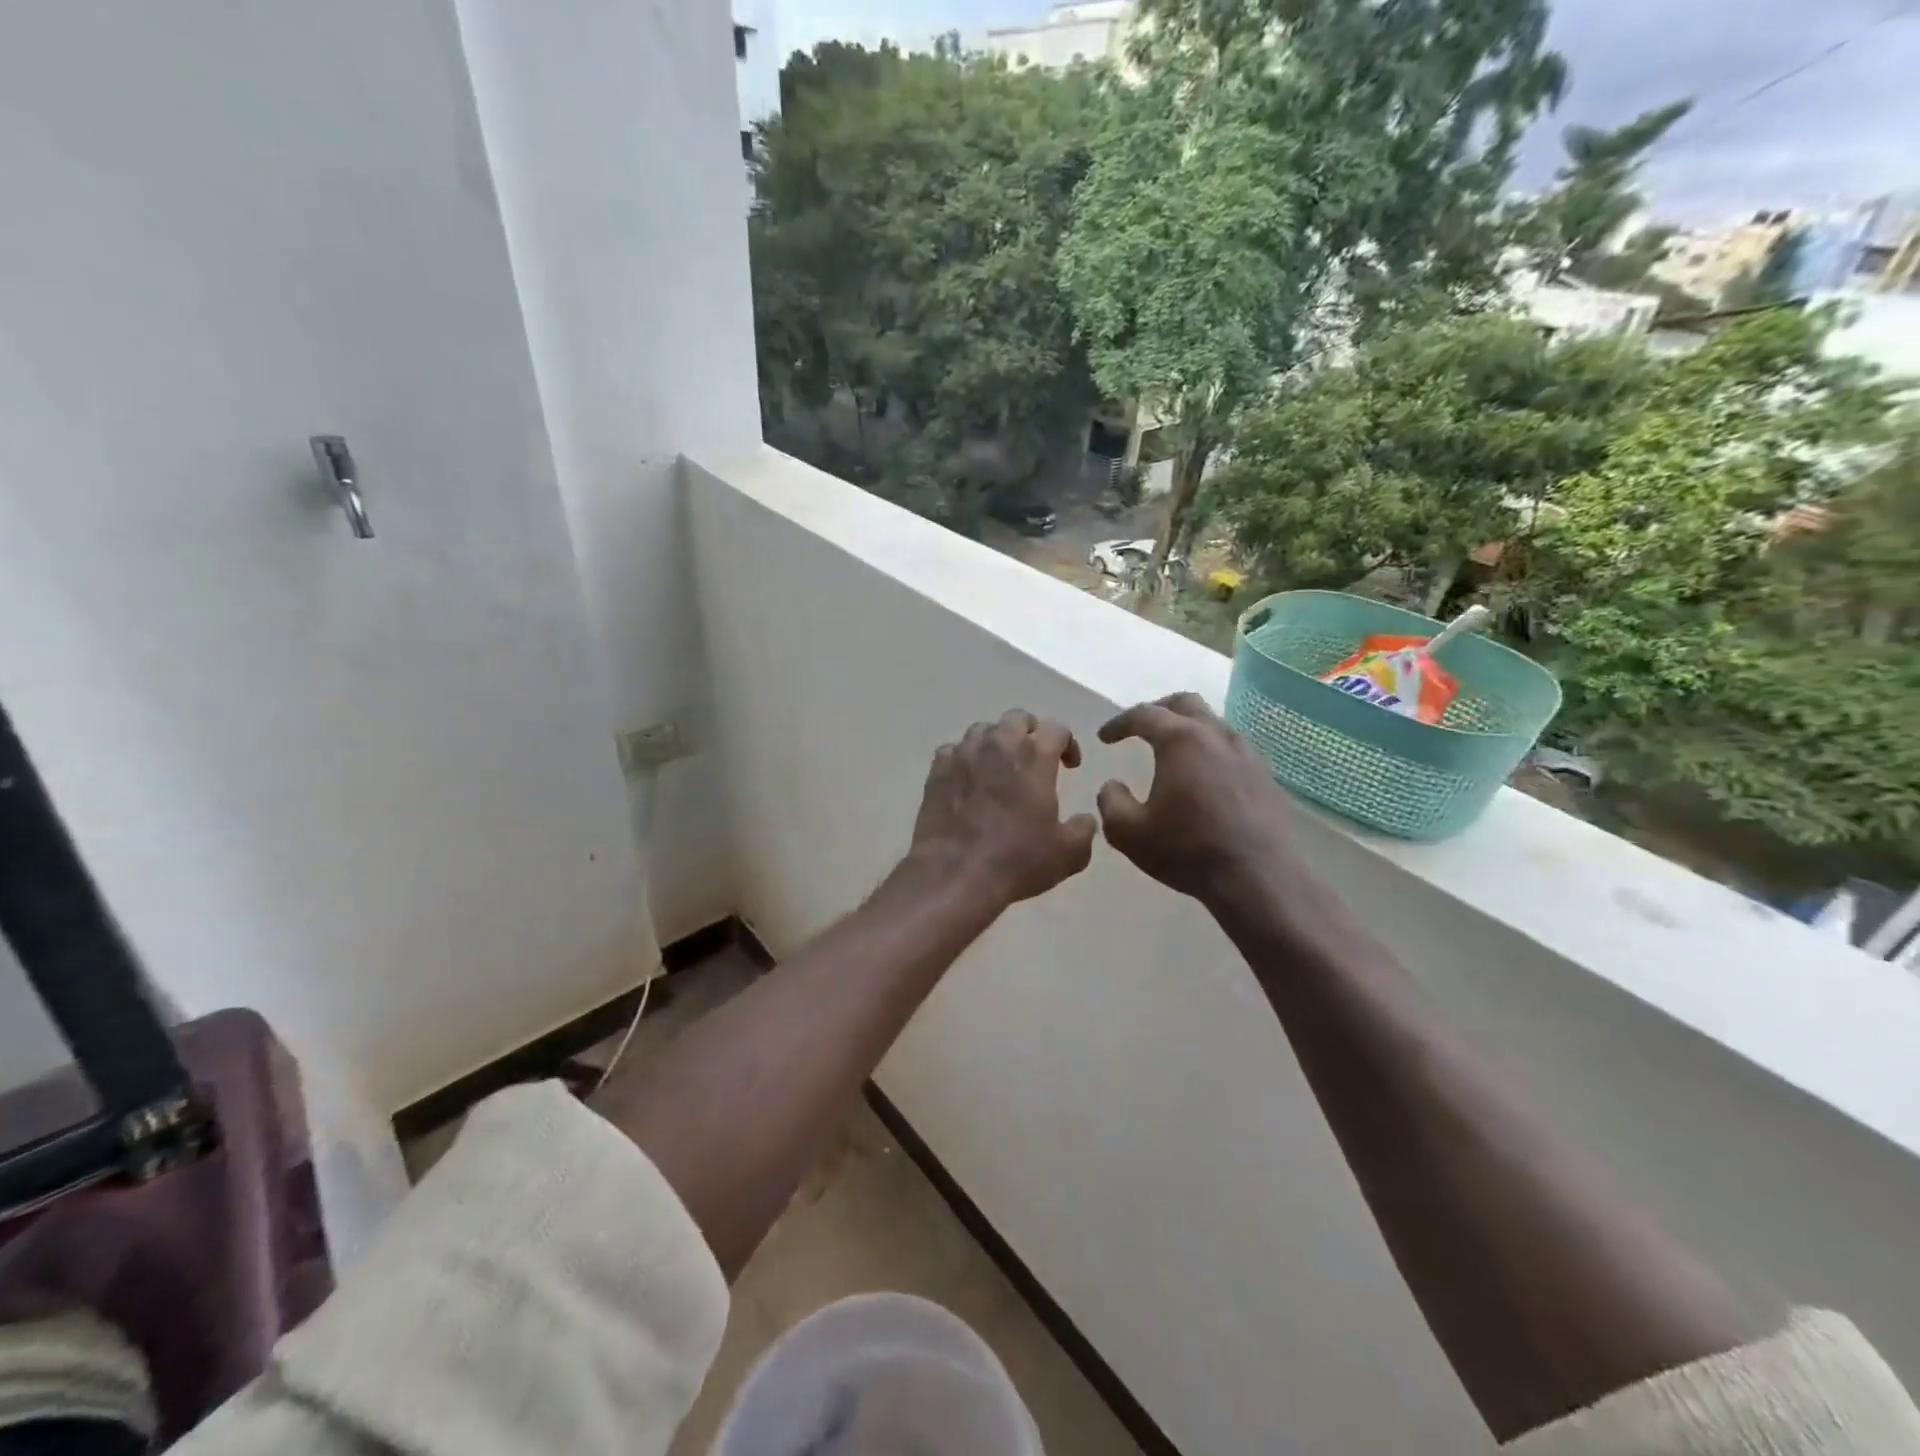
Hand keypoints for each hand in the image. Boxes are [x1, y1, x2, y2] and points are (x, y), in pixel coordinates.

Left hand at [905, 710, 1096, 909]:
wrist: (955, 875)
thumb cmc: (1017, 861)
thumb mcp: (1068, 854)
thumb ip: (1083, 829)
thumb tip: (1085, 820)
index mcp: (1035, 756)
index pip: (1056, 728)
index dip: (1067, 743)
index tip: (1070, 766)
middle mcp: (998, 744)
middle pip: (1017, 719)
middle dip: (1030, 732)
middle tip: (1034, 758)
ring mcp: (963, 754)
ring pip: (983, 730)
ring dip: (996, 742)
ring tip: (1000, 767)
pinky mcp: (937, 769)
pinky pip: (954, 750)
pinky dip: (965, 758)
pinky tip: (969, 780)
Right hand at [1095, 693, 1298, 906]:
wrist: (1257, 878)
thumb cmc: (1186, 850)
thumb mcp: (1127, 832)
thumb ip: (1110, 801)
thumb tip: (1112, 785)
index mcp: (1181, 740)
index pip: (1144, 714)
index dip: (1119, 723)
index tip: (1104, 738)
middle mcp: (1216, 736)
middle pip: (1185, 704)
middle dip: (1157, 711)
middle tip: (1140, 729)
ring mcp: (1247, 754)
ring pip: (1213, 724)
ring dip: (1188, 730)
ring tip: (1172, 753)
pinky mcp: (1265, 777)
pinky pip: (1232, 750)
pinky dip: (1210, 752)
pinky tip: (1204, 778)